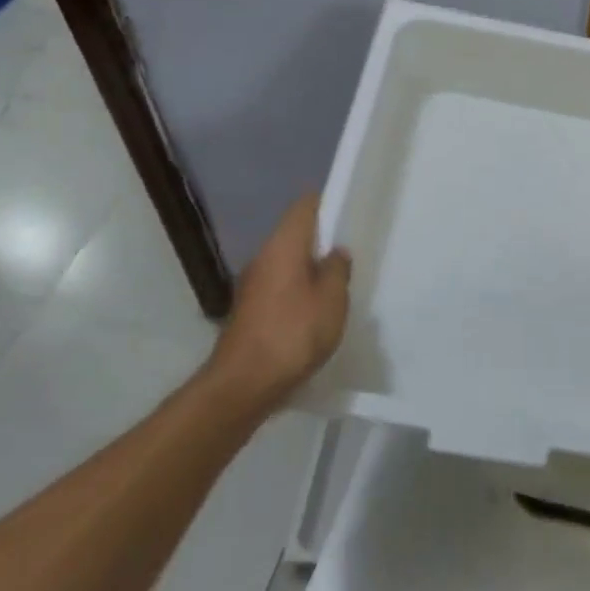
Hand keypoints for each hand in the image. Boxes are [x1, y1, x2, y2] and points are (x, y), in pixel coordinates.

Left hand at [200, 193, 350, 423]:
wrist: (242, 386)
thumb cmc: (293, 334)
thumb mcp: (332, 300)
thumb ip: (337, 270)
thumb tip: (335, 253)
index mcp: (283, 246)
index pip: (304, 206)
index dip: (327, 204)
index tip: (347, 213)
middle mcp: (262, 257)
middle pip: (294, 235)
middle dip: (320, 241)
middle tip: (347, 255)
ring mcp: (251, 285)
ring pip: (286, 263)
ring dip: (308, 269)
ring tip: (334, 287)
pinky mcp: (248, 310)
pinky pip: (279, 286)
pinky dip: (296, 291)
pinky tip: (313, 312)